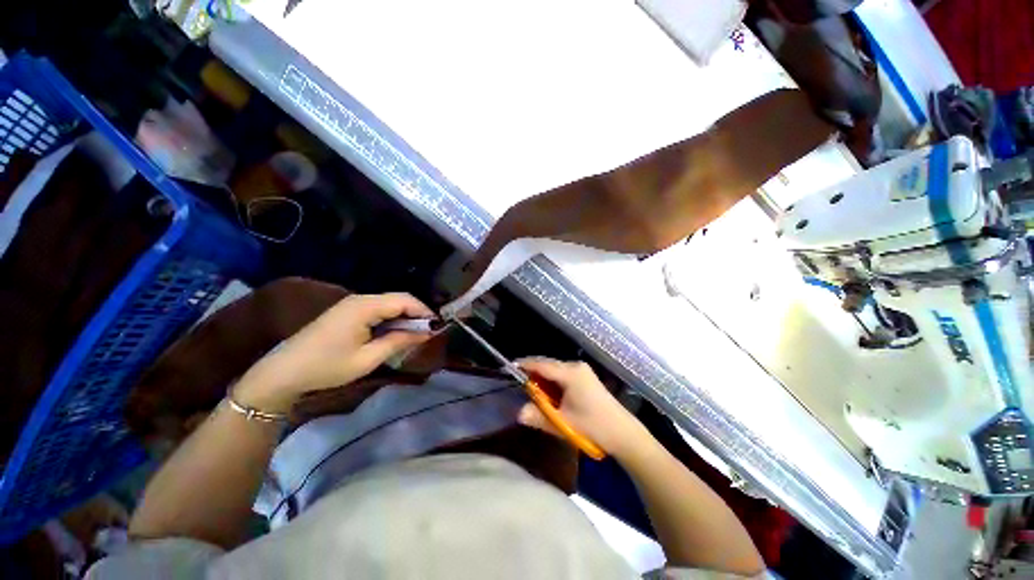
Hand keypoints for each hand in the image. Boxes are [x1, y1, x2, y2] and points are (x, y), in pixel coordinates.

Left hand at [235, 293, 433, 411]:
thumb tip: (426, 332)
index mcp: (365, 306)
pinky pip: (377, 310)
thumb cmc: (327, 366)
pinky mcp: (347, 312)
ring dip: (404, 317)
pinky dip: (391, 320)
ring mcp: (352, 304)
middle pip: (398, 300)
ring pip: (389, 304)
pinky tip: (394, 333)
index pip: (405, 300)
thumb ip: (399, 341)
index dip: (424, 311)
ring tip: (414, 335)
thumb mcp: (368, 358)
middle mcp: (360, 299)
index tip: (437, 327)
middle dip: (416, 314)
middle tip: (428, 333)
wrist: (284, 372)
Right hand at [515, 358, 649, 458]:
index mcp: (570, 373)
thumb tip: (518, 412)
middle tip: (517, 381)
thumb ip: (538, 416)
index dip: (524, 365)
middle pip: (548, 364)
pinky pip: (563, 374)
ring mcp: (582, 370)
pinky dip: (552, 381)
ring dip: (542, 378)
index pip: (541, 365)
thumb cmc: (593, 427)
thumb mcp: (563, 423)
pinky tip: (548, 392)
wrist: (624, 434)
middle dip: (532, 372)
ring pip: (555, 369)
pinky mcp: (586, 377)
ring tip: (530, 389)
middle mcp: (575, 366)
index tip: (509, 367)